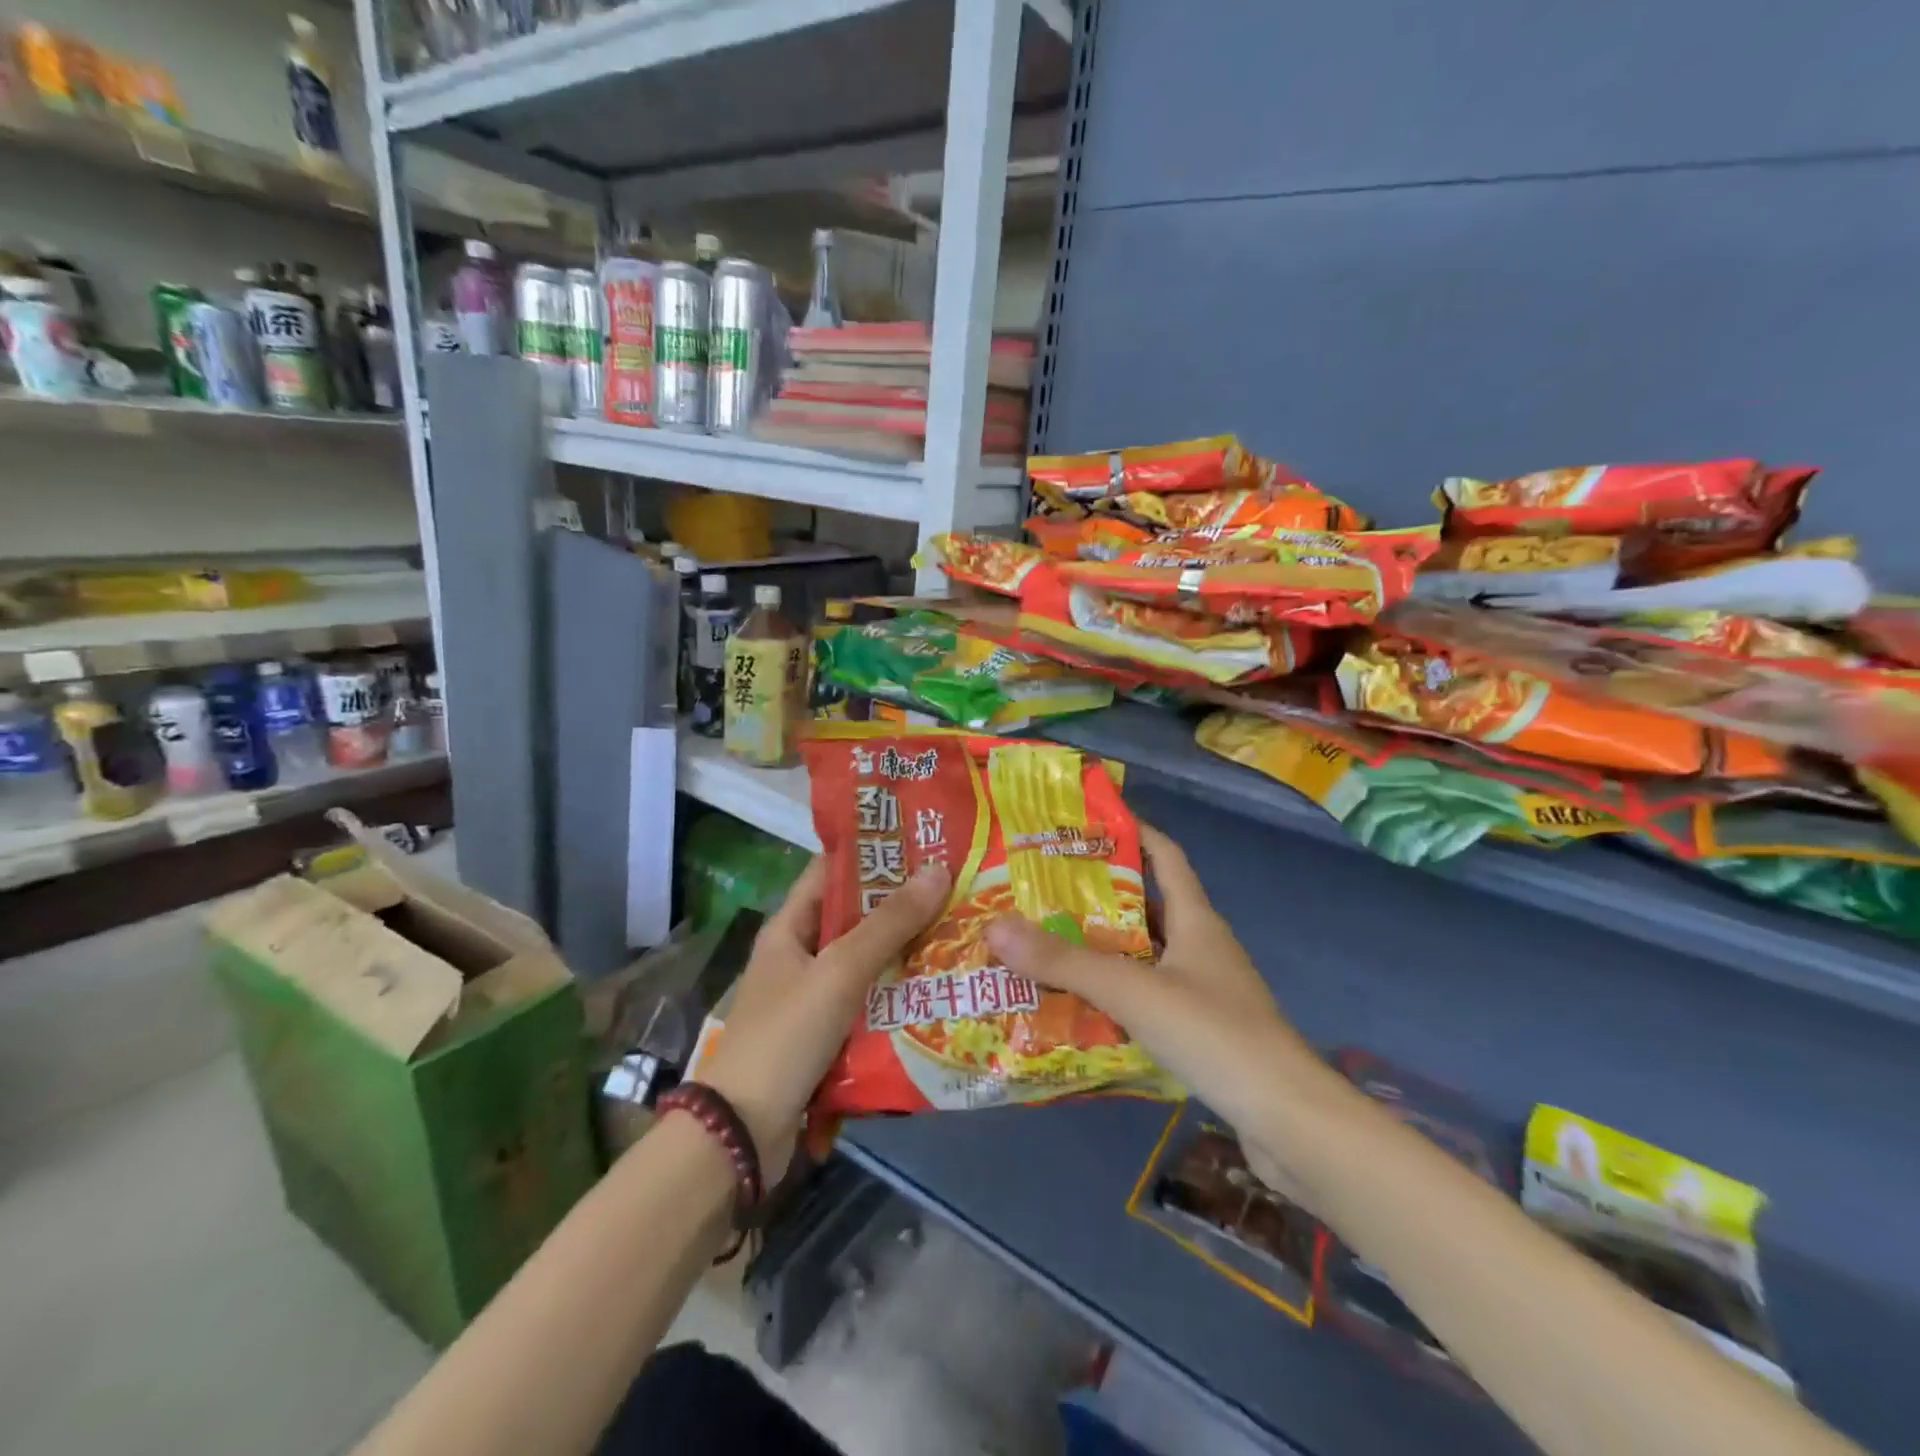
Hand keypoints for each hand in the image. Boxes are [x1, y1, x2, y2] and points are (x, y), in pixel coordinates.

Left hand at [697, 856, 950, 1183]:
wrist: (744, 1133)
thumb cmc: (786, 1035)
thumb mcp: (839, 970)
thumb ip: (888, 923)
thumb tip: (938, 870)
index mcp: (789, 928)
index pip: (831, 872)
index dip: (873, 853)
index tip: (923, 842)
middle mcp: (800, 956)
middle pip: (855, 918)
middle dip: (901, 905)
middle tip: (957, 888)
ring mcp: (813, 998)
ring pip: (867, 963)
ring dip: (905, 952)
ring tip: (960, 933)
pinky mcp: (827, 1036)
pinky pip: (868, 1003)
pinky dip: (898, 995)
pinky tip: (939, 990)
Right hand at [985, 825, 1331, 1198]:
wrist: (1289, 1122)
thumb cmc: (1215, 1035)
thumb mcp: (1133, 991)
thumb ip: (1065, 963)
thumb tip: (994, 927)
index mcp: (1197, 920)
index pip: (1166, 856)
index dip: (1134, 832)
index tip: (1088, 822)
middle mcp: (1202, 947)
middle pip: (1148, 906)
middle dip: (1100, 895)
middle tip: (1043, 890)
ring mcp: (1205, 992)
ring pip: (1145, 956)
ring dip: (1104, 950)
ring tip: (1048, 945)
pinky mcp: (1203, 1032)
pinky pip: (1149, 999)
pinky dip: (1116, 996)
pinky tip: (1079, 1008)